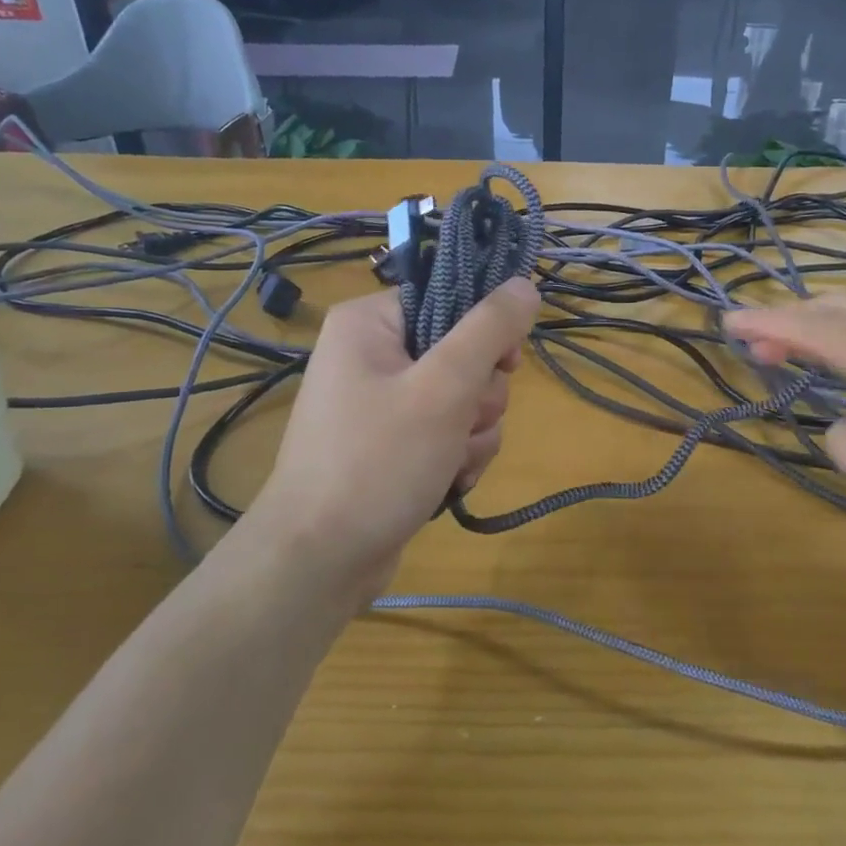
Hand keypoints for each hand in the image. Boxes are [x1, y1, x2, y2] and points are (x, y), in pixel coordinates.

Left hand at [245, 280, 538, 609]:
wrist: (320, 561)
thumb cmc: (377, 462)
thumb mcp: (443, 389)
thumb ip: (490, 331)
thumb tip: (526, 284)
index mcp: (369, 323)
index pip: (450, 299)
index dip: (484, 331)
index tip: (504, 364)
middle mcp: (372, 355)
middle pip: (463, 353)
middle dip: (477, 398)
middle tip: (459, 425)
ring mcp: (382, 403)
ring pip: (464, 399)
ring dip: (472, 434)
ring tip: (447, 464)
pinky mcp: (393, 444)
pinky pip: (448, 433)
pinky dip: (457, 457)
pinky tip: (446, 482)